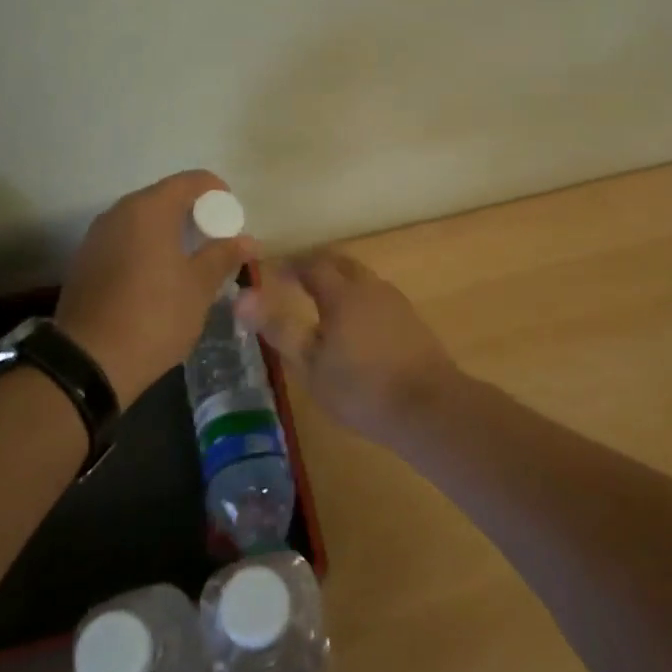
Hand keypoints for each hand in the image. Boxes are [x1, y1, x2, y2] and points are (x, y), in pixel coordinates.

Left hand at [55, 171, 257, 404]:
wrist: (88, 363)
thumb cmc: (154, 317)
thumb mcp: (199, 288)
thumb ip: (223, 256)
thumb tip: (247, 240)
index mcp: (149, 209)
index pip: (192, 181)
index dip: (217, 193)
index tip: (233, 220)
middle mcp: (119, 212)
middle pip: (164, 198)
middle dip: (194, 214)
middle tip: (216, 243)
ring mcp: (97, 237)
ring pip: (142, 221)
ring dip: (169, 233)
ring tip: (190, 263)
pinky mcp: (85, 262)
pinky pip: (124, 241)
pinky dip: (146, 249)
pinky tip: (158, 280)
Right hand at [236, 250, 460, 441]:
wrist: (429, 408)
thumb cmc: (361, 388)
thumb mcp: (310, 364)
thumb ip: (278, 327)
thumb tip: (242, 296)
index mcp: (342, 293)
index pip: (311, 264)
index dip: (289, 265)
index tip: (271, 272)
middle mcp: (370, 287)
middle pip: (340, 263)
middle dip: (315, 265)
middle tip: (295, 279)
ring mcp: (395, 302)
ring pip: (362, 279)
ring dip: (339, 281)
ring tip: (321, 301)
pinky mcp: (412, 321)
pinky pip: (377, 297)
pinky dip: (358, 299)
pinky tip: (355, 324)